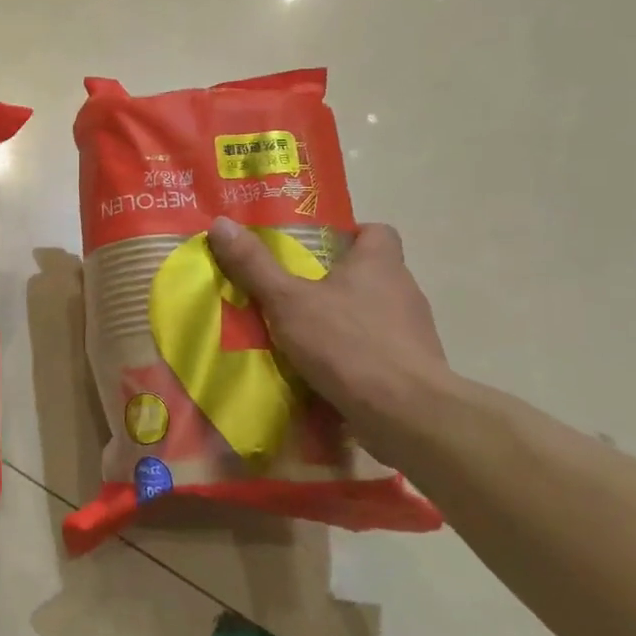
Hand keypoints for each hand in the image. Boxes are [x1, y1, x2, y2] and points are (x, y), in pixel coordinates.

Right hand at [206, 216, 447, 424]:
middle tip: (295, 293)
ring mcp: (414, 332)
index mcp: (379, 263)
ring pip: (374, 314)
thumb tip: (221, 223)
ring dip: (345, 321)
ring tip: (304, 335)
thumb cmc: (346, 343)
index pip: (377, 232)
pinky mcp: (413, 369)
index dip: (350, 235)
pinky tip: (326, 371)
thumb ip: (254, 266)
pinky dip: (355, 356)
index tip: (316, 249)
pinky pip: (379, 351)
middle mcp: (403, 290)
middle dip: (336, 281)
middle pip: (372, 274)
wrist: (404, 413)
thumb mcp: (287, 301)